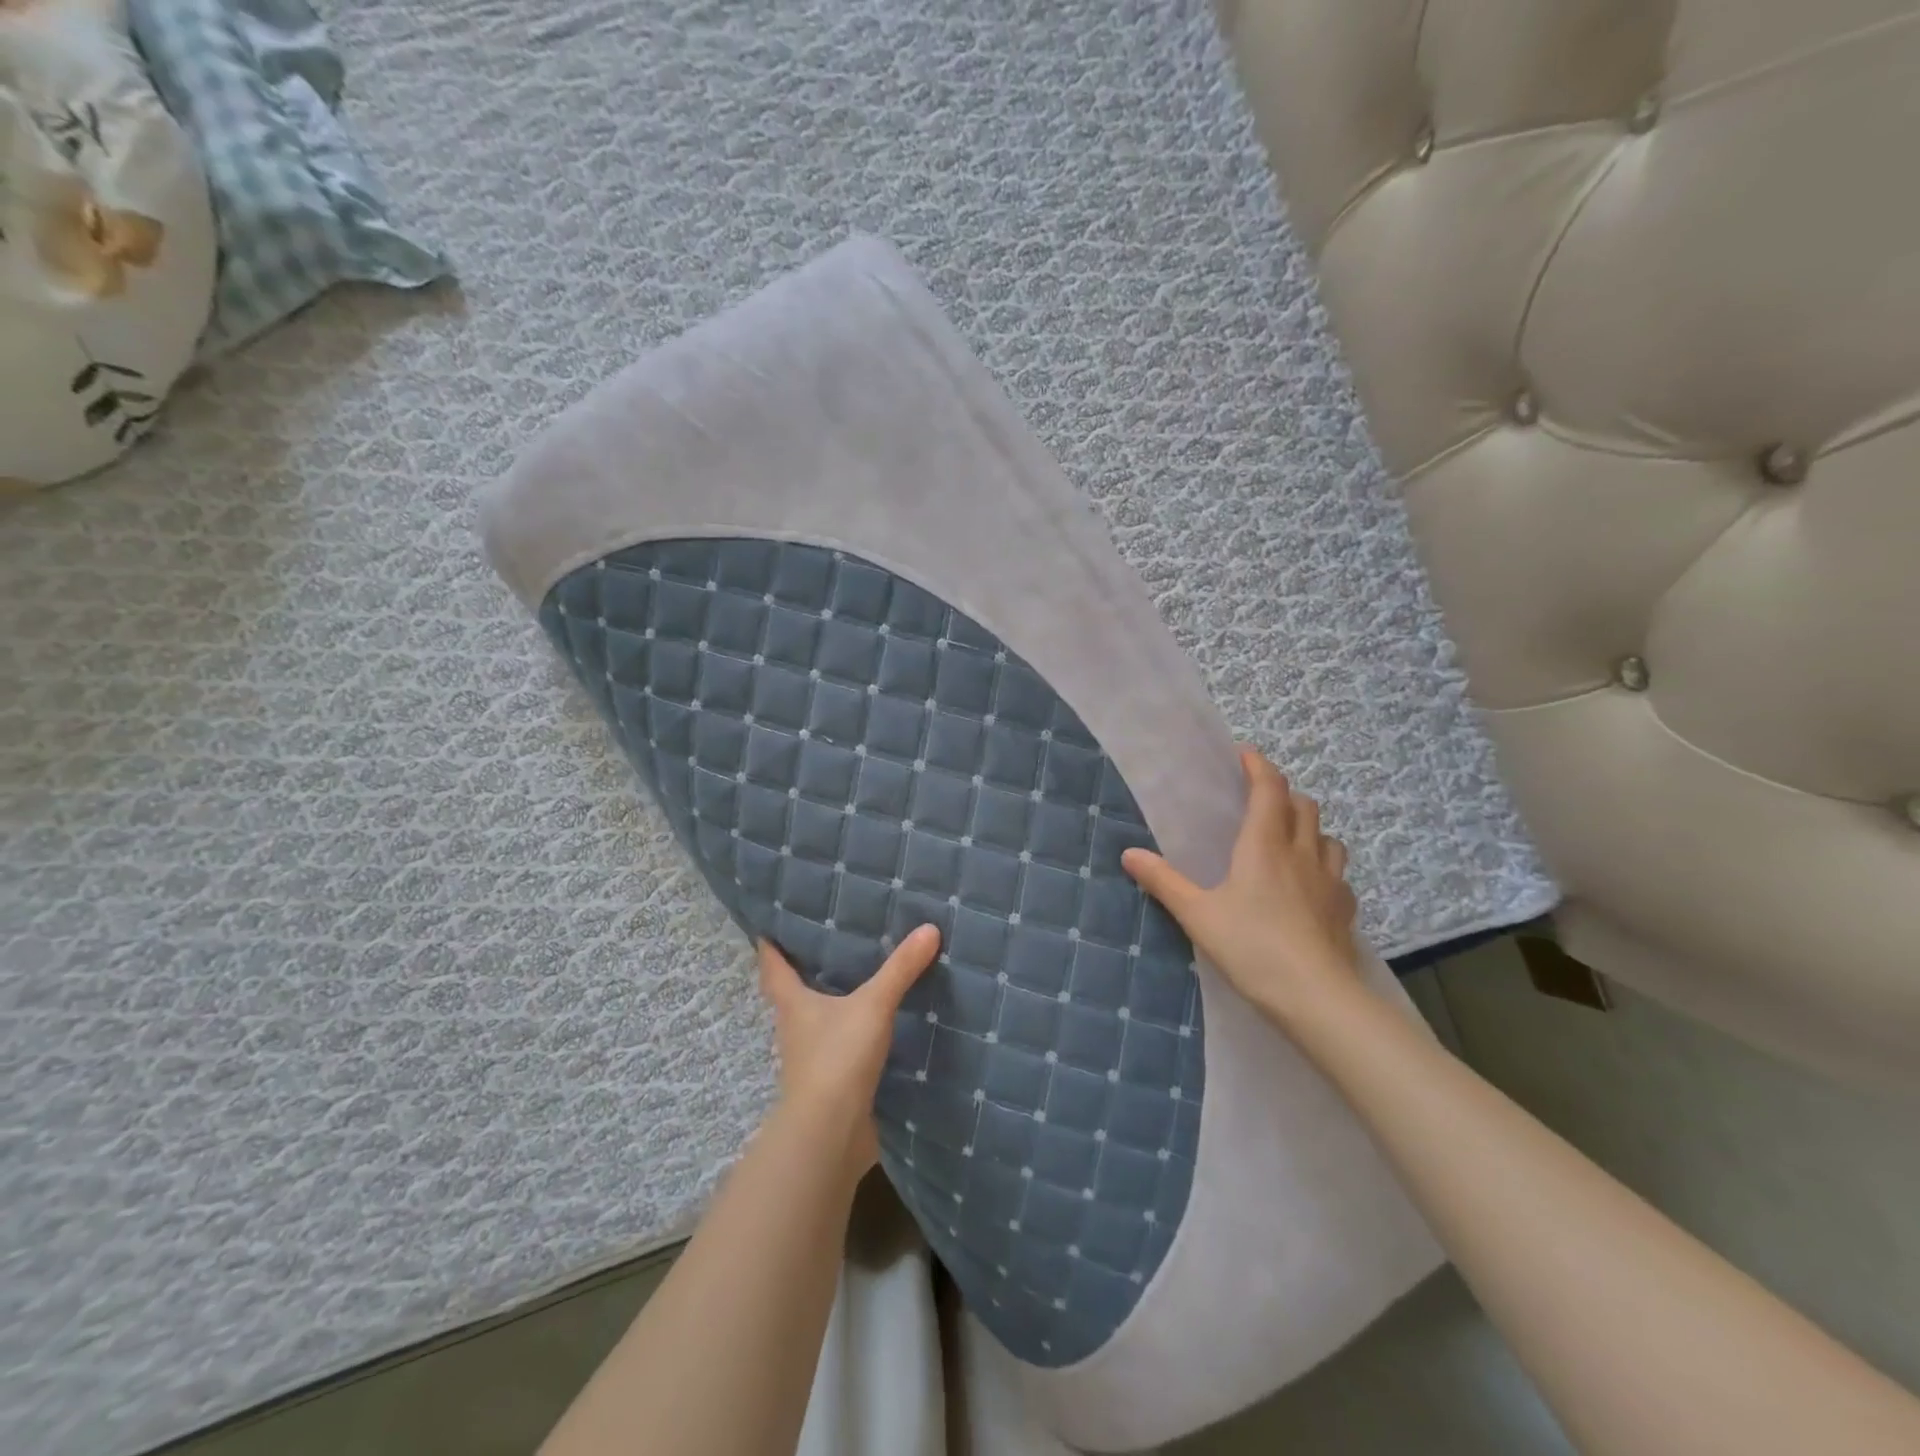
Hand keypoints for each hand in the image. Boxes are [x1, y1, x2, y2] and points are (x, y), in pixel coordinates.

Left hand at [756, 925, 940, 1176]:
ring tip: (855, 978)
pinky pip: (838, 1047)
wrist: (831, 1133)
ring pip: (815, 1021)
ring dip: (828, 1003)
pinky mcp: (831, 1083)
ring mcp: (810, 1059)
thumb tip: (929, 928)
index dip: (769, 944)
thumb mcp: (873, 1005)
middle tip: (825, 942)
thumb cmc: (838, 1057)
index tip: (770, 924)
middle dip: (803, 971)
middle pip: (791, 993)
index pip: (772, 966)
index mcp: (793, 1003)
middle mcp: (795, 1028)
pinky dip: (850, 1033)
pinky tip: (874, 1026)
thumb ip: (900, 969)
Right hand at [1121, 746, 1363, 1028]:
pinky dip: (1323, 865)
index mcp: (1264, 845)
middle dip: (1283, 794)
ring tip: (1288, 838)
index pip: (1269, 789)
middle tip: (1260, 800)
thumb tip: (1129, 853)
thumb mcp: (1198, 914)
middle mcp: (1301, 852)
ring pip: (1327, 836)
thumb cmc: (1252, 947)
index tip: (1245, 754)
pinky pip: (1338, 873)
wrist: (1317, 997)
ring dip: (1308, 827)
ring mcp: (1330, 881)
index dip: (1258, 766)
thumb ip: (1164, 881)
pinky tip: (1311, 886)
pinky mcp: (1344, 909)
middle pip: (1303, 806)